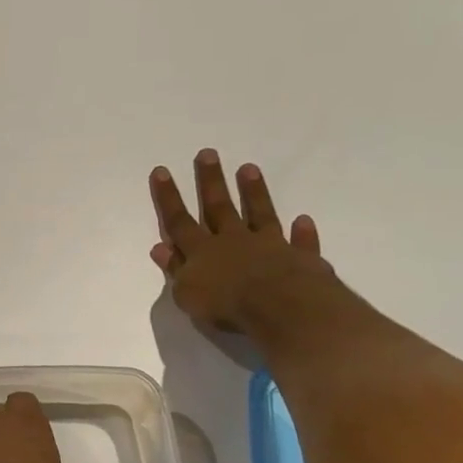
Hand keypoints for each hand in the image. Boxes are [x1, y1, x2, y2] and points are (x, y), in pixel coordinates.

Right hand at [149, 149, 332, 331]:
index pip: (178, 221)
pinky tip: (303, 220)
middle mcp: (232, 241)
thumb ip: (174, 269)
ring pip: (258, 214)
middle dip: (210, 181)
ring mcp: (268, 246)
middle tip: (208, 153)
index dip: (168, 197)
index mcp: (201, 251)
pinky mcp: (300, 258)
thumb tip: (160, 248)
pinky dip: (301, 233)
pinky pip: (300, 243)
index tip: (162, 170)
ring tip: (249, 168)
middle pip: (218, 207)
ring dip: (253, 192)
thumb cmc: (227, 306)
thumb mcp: (186, 294)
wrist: (282, 309)